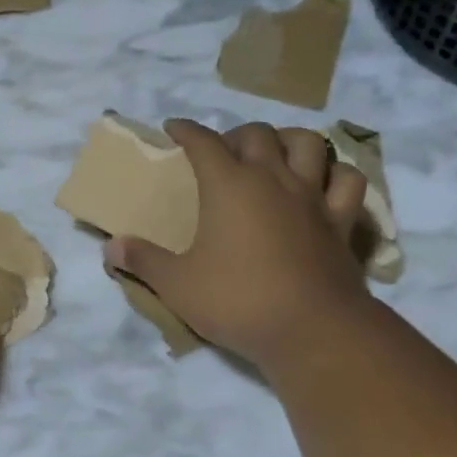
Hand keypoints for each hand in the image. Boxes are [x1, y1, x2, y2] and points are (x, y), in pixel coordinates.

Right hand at [104, 120, 374, 372]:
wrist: (311, 329)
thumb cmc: (237, 301)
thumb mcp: (177, 285)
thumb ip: (143, 261)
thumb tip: (110, 248)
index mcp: (229, 186)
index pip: (203, 142)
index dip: (186, 130)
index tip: (173, 127)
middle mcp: (272, 179)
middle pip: (256, 134)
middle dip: (234, 135)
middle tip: (221, 153)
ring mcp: (312, 197)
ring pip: (308, 144)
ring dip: (287, 141)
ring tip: (274, 156)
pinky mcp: (341, 221)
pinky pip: (346, 181)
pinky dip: (333, 173)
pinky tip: (322, 183)